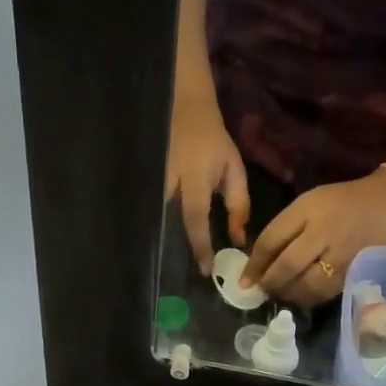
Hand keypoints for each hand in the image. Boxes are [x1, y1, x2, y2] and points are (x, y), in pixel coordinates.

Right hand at [166, 90, 248, 273]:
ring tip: (177, 266)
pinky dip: (161, 230)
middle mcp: (169, 183)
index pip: (196, 218)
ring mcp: (153, 183)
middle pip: (171, 225)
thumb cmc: (214, 142)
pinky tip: (168, 246)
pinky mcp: (146, 185)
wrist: (184, 110)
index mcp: (194, 178)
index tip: (206, 269)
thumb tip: (239, 239)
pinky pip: (154, 214)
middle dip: (180, 251)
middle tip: (190, 275)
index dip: (201, 245)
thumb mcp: (234, 169)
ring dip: (169, 243)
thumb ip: (238, 204)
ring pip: (159, 222)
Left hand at [241, 173, 385, 305]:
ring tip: (280, 293)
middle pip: (288, 265)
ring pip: (306, 285)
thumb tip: (258, 262)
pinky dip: (307, 298)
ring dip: (287, 293)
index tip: (244, 280)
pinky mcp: (353, 272)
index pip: (272, 240)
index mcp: (308, 210)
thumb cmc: (339, 203)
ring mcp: (341, 255)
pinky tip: (300, 296)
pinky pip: (324, 293)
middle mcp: (325, 232)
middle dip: (270, 282)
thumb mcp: (307, 204)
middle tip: (261, 290)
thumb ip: (283, 229)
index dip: (254, 264)